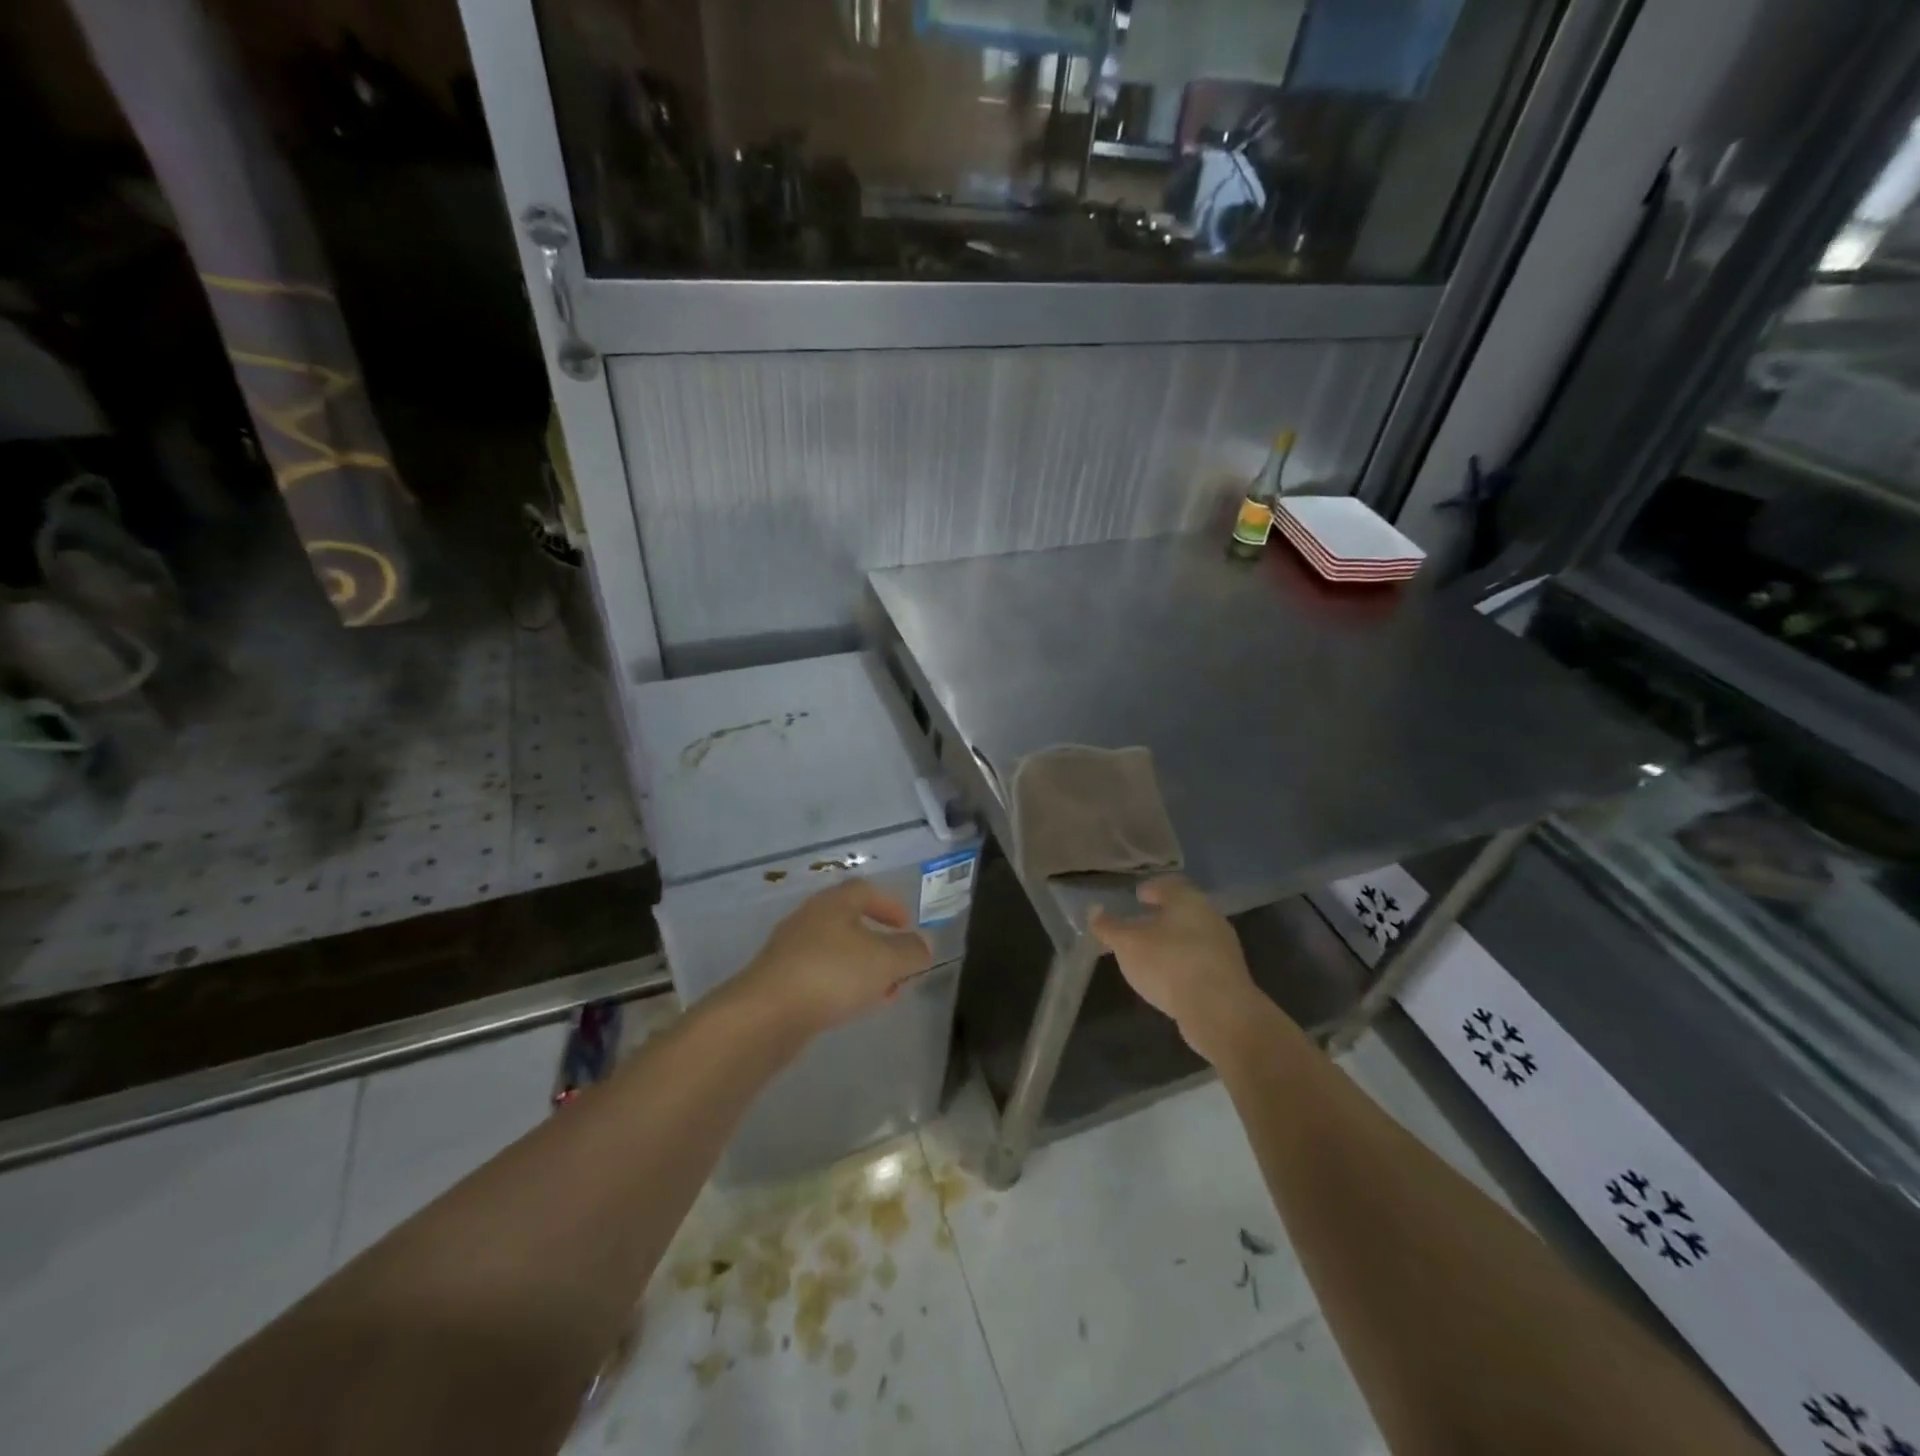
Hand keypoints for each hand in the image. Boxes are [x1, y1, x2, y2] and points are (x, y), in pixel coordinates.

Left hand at [742, 880, 932, 1031]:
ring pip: (836, 952)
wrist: (766, 1015)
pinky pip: (819, 976)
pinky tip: (851, 1007)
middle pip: (850, 922)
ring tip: (883, 992)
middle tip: (899, 964)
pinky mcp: (779, 982)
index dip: (890, 905)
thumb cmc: (831, 974)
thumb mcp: (885, 961)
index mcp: (834, 903)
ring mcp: (790, 951)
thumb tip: (924, 943)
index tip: (908, 926)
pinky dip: (841, 985)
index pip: (866, 891)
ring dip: (862, 968)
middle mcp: (809, 919)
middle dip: (879, 942)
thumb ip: (910, 950)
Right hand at [1090, 877, 1262, 1062]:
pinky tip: (1167, 979)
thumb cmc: (1169, 963)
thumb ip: (1108, 926)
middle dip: (1159, 918)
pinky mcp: (1228, 977)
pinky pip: (1199, 962)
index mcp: (1188, 900)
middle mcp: (1210, 917)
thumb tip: (1093, 910)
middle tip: (1136, 927)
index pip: (1168, 885)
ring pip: (1191, 937)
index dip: (1150, 889)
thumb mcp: (1127, 943)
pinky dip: (1182, 965)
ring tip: (1148, 956)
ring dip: (1171, 943)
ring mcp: (1223, 948)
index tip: (1136, 897)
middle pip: (1181, 911)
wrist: (1220, 1012)